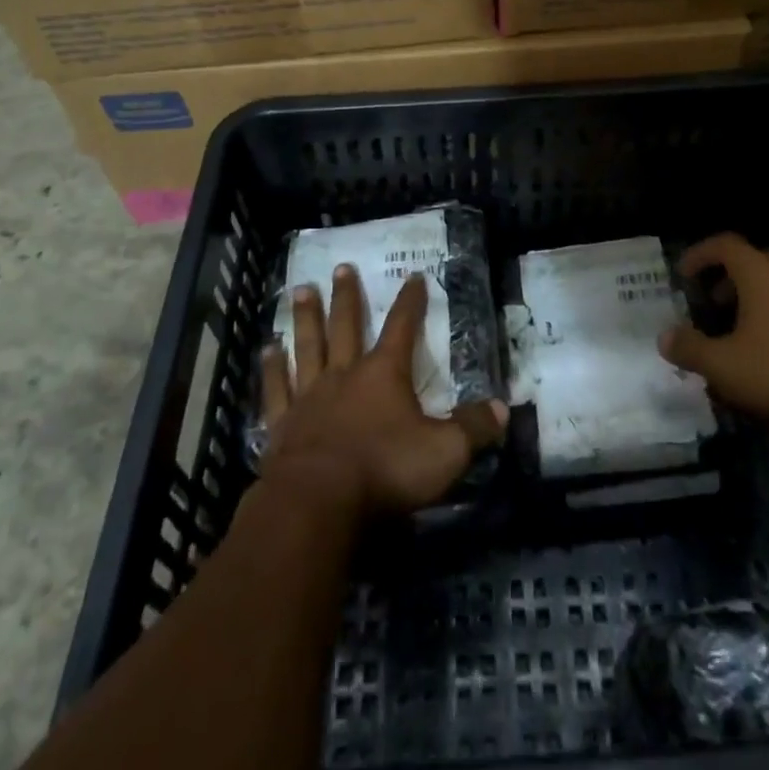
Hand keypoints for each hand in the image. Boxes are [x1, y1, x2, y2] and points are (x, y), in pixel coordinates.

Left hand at [260, 264, 506, 517]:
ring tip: (300, 289)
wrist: (318, 502)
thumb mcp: (444, 452)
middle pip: (346, 326)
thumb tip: (503, 409)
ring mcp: (309, 396)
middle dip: (348, 296)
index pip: (402, 327)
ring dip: (306, 318)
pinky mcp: (281, 424)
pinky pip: (276, 388)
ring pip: (308, 346)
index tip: (414, 275)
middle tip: (342, 267)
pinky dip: (271, 368)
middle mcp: (345, 375)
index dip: (411, 301)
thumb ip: (473, 429)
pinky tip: (266, 349)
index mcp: (384, 374)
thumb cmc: (385, 470)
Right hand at [659, 232, 768, 433]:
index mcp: (760, 274)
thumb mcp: (723, 365)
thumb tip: (665, 338)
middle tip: (711, 300)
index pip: (725, 244)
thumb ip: (690, 349)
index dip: (699, 254)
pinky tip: (765, 349)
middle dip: (728, 274)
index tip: (683, 275)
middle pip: (754, 259)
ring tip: (735, 328)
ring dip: (752, 295)